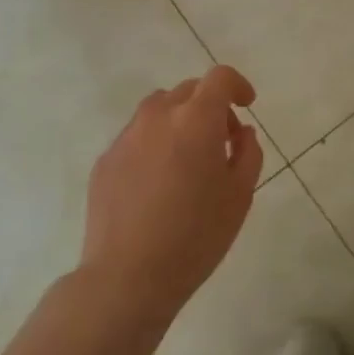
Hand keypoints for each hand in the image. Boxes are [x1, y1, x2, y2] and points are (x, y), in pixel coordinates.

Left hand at [81, 66, 262, 323]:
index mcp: (196, 119)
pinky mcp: (105, 160)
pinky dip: (154, 146)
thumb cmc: (195, 236)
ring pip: (158, 111)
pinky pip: (136, 138)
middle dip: (210, 107)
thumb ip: (248, 153)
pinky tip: (157, 186)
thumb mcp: (240, 196)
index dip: (237, 85)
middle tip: (222, 143)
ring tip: (187, 162)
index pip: (219, 78)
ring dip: (179, 122)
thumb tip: (241, 132)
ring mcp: (126, 137)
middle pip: (188, 91)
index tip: (246, 105)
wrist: (127, 277)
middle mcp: (158, 116)